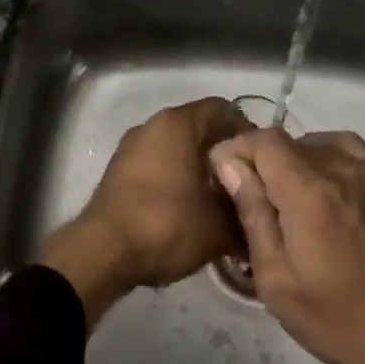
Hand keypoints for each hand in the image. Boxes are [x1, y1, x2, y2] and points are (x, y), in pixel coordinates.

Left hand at [38, 97, 245, 326]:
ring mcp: (131, 148)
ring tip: (222, 203)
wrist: (102, 253)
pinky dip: (178, 180)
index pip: (224, 110)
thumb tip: (260, 218)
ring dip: (201, 171)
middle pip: (200, 129)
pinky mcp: (118, 172)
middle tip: (247, 185)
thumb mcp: (218, 227)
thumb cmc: (166, 226)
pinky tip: (192, 211)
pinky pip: (158, 166)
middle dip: (226, 155)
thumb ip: (245, 216)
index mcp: (178, 124)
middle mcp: (152, 126)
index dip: (248, 133)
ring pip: (177, 149)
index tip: (262, 163)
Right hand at [208, 128, 364, 363]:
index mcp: (309, 194)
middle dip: (264, 159)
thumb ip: (253, 215)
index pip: (265, 141)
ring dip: (298, 158)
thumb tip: (230, 166)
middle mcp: (343, 170)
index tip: (224, 172)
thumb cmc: (338, 318)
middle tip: (254, 196)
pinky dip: (330, 160)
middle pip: (292, 141)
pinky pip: (354, 154)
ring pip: (324, 142)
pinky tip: (327, 192)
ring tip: (290, 193)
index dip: (238, 148)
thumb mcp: (277, 279)